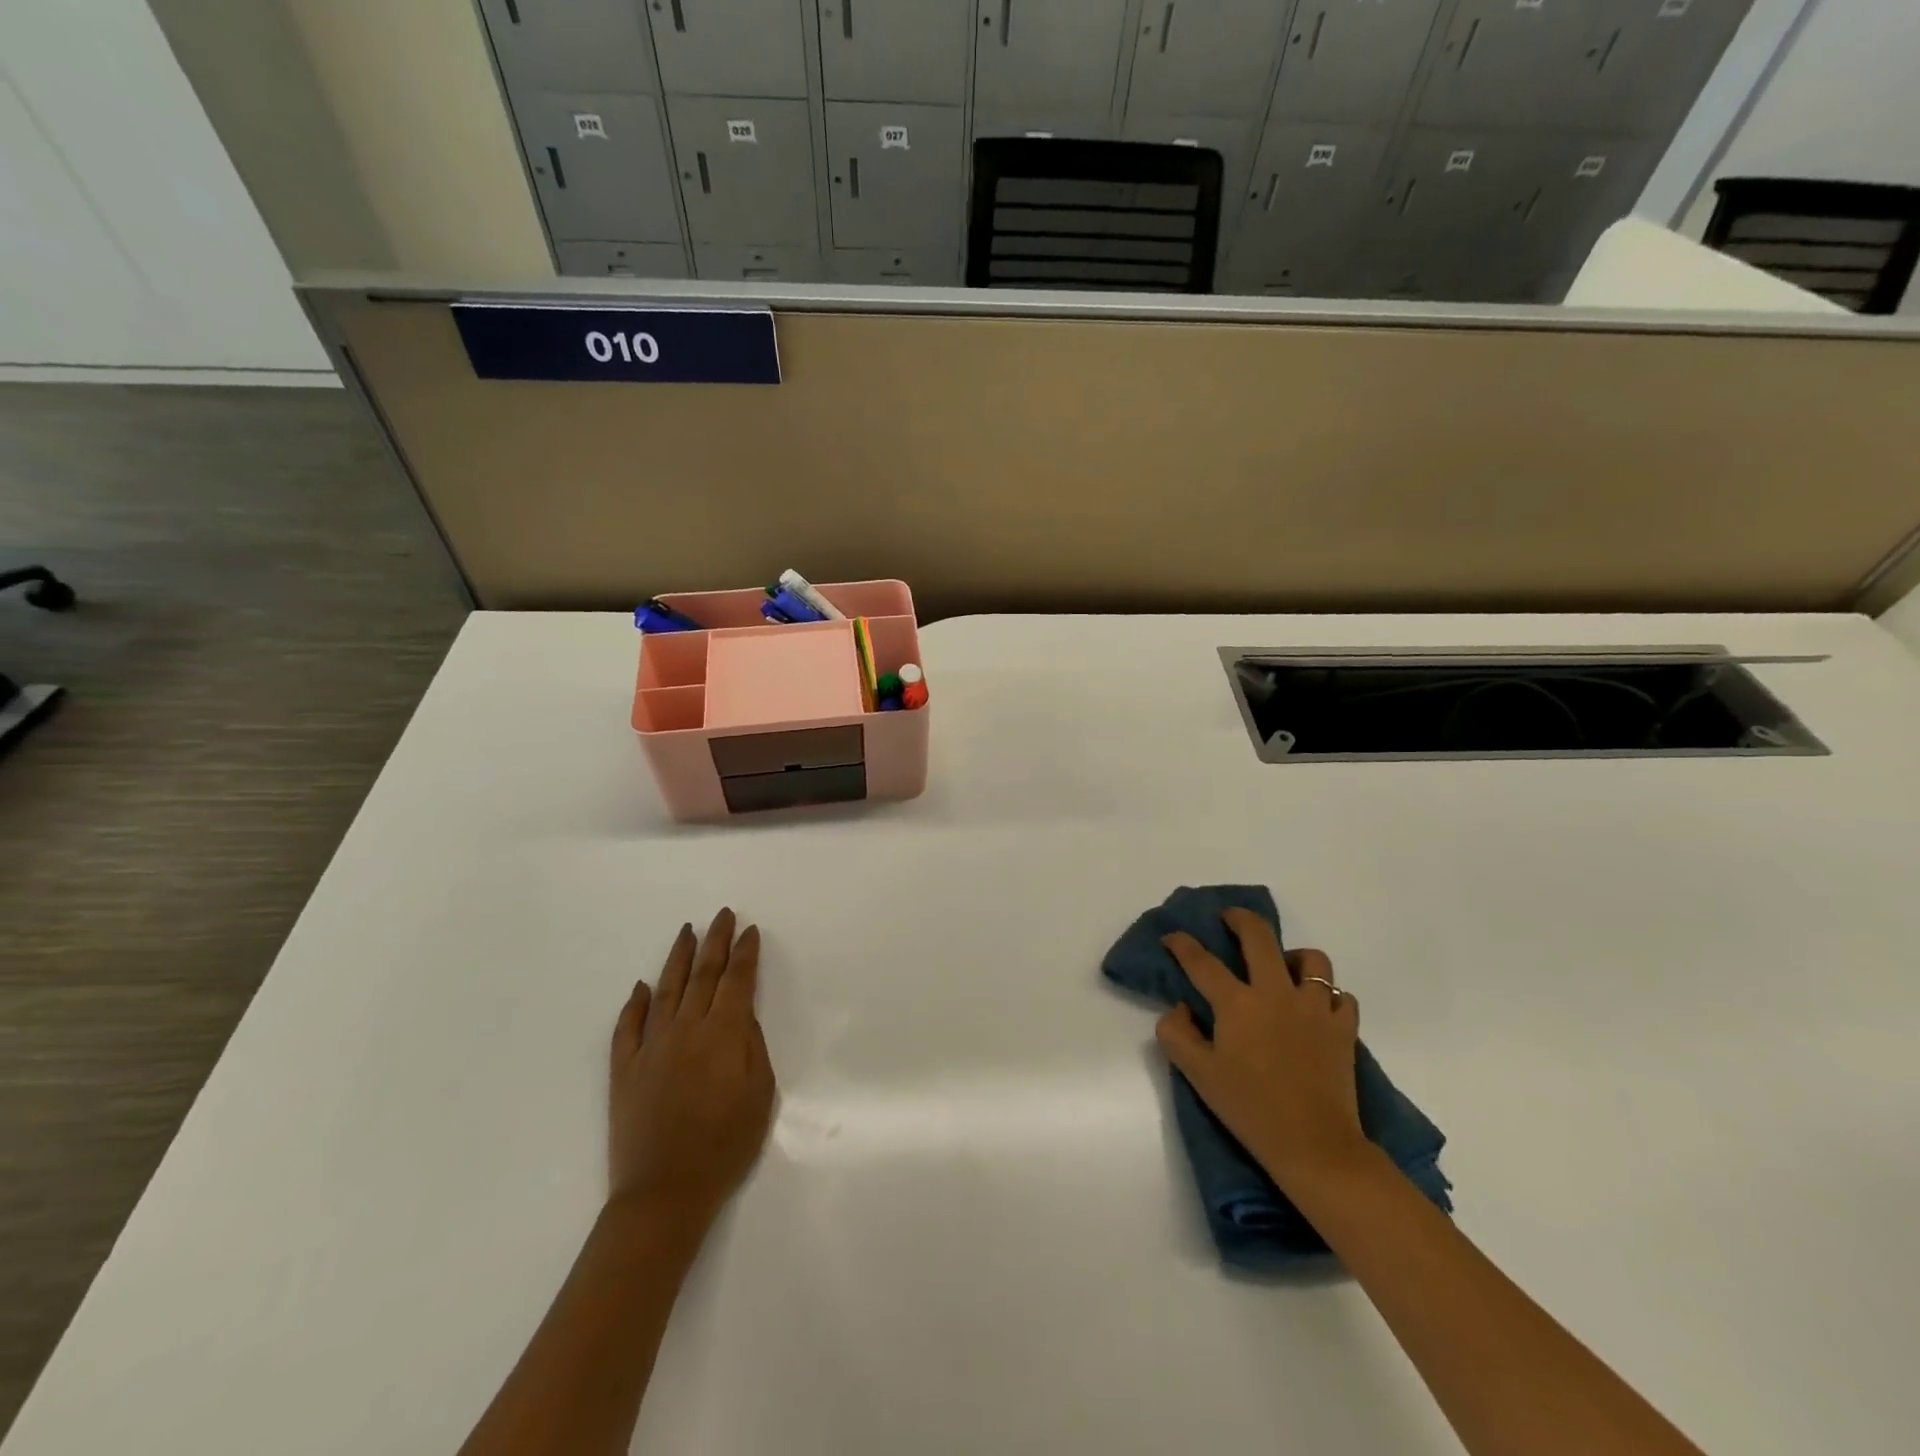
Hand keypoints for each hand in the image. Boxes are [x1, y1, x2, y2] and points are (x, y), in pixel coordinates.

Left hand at [608, 909, 775, 1228]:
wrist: (664, 1193)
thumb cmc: (725, 1145)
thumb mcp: (760, 1094)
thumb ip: (752, 1046)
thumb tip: (741, 1015)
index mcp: (723, 1034)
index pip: (736, 980)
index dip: (745, 953)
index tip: (750, 930)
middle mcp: (686, 1029)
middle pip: (703, 974)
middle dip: (715, 941)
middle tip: (722, 914)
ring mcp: (651, 1047)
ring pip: (666, 990)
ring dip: (679, 958)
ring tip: (687, 932)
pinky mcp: (624, 1070)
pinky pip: (627, 1028)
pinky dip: (634, 1004)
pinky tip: (640, 988)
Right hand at [1155, 909, 1368, 1194]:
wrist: (1314, 1146)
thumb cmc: (1250, 1109)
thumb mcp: (1198, 1074)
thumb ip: (1176, 1033)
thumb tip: (1181, 1007)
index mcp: (1237, 1004)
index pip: (1201, 961)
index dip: (1181, 944)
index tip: (1172, 937)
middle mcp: (1275, 993)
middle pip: (1258, 937)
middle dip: (1240, 919)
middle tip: (1229, 918)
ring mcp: (1315, 1007)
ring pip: (1311, 959)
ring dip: (1293, 956)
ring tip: (1282, 967)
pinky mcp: (1343, 1028)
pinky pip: (1340, 995)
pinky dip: (1327, 994)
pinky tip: (1315, 1007)